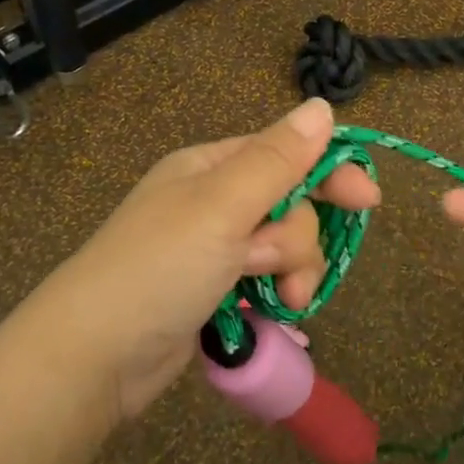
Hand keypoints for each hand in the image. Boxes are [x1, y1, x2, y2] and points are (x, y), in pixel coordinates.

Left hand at [20, 98, 379, 423]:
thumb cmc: (159, 267)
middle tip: (277, 268)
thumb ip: (277, 159)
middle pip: (290, 205)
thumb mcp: (221, 205)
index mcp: (211, 167)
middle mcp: (214, 201)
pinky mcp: (214, 292)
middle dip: (296, 240)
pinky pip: (266, 282)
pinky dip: (274, 297)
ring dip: (291, 273)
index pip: (287, 154)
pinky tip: (272, 317)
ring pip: (283, 248)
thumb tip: (322, 106)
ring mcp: (214, 250)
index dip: (329, 173)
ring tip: (277, 302)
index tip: (369, 202)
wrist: (94, 357)